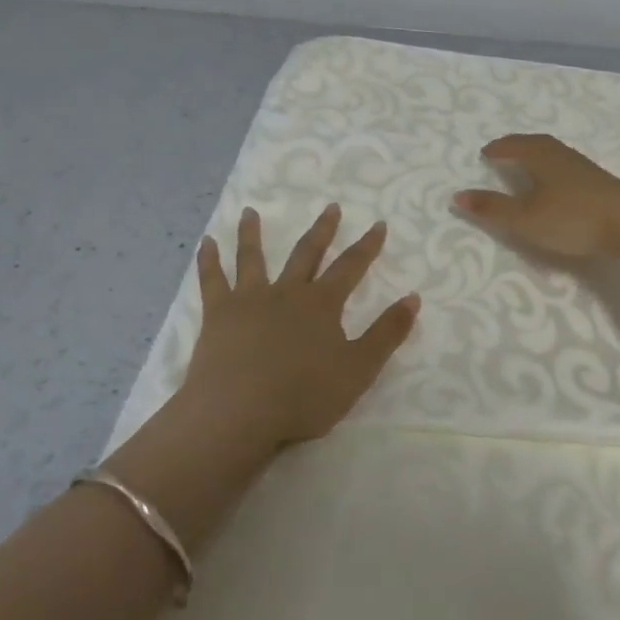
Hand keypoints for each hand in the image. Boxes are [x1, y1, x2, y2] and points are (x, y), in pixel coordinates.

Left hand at [178, 205, 420, 449]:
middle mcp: (287, 292)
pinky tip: (205, 243)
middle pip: (307, 254)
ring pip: (253, 258)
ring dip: (253, 234)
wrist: (239, 412)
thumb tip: (413, 297)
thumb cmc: (303, 395)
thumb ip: (387, 333)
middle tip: (330, 207)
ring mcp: (249, 300)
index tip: (378, 224)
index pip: (351, 267)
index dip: (367, 246)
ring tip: (249, 212)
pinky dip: (208, 260)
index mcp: (322, 304)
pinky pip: (212, 280)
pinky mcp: (218, 314)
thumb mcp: (359, 369)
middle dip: (322, 230)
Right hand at [454, 134, 619, 259]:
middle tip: (503, 152)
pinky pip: (567, 166)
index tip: (485, 153)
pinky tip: (557, 184)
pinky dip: (553, 168)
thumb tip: (457, 195)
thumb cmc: (572, 218)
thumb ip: (492, 208)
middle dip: (517, 146)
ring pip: (554, 154)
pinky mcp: (600, 182)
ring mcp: (584, 167)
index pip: (514, 145)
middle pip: (536, 143)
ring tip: (527, 165)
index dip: (498, 149)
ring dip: (537, 156)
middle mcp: (562, 155)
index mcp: (541, 156)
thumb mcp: (525, 218)